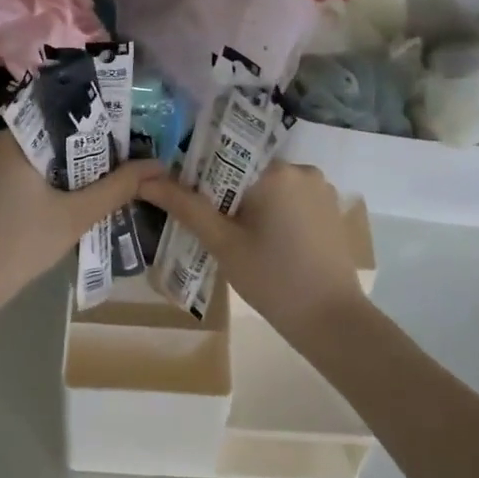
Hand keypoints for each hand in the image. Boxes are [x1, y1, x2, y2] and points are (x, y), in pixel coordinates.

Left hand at [0, 133, 163, 319]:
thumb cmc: (21, 247)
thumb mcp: (75, 217)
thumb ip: (117, 187)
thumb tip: (156, 165)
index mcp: (10, 139)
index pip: (57, 121)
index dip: (87, 136)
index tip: (108, 154)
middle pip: (37, 140)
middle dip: (67, 158)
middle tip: (94, 179)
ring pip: (16, 159)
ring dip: (42, 174)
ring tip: (69, 196)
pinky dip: (17, 186)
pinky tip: (32, 211)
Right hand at [138, 162, 366, 341]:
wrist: (332, 320)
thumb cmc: (272, 279)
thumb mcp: (223, 243)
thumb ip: (186, 206)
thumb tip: (146, 181)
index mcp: (275, 171)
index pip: (225, 157)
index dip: (200, 177)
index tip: (187, 201)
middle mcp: (302, 169)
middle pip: (248, 171)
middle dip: (226, 194)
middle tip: (211, 227)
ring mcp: (321, 189)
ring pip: (270, 186)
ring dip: (250, 204)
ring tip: (236, 238)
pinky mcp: (330, 209)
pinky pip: (291, 200)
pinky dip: (274, 213)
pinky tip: (265, 242)